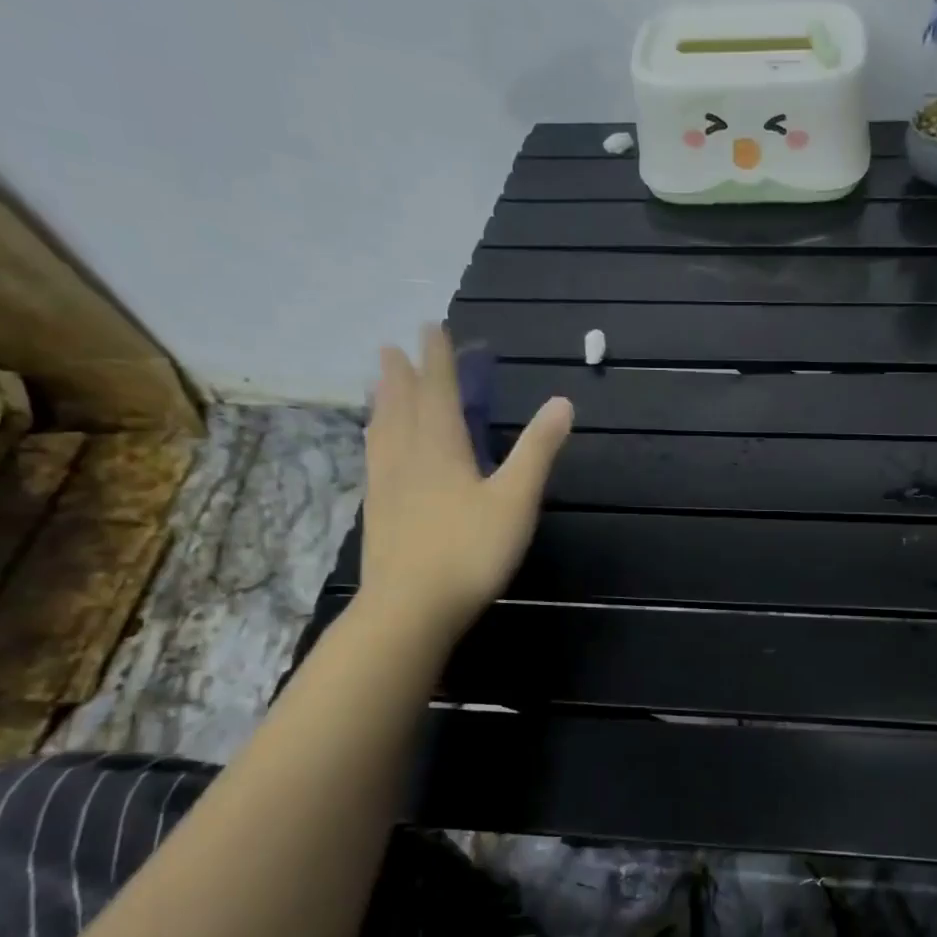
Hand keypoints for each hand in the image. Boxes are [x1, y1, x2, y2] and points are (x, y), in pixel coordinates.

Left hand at [359, 324, 571, 640]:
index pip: (438, 391)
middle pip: (401, 405)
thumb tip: (562, 402)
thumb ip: (537, 450)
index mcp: (441, 448)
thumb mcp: (515, 499)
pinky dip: (375, 438)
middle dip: (401, 374)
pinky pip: (374, 459)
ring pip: (382, 431)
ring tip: (378, 385)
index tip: (430, 327)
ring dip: (382, 401)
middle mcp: (407, 457)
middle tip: (392, 347)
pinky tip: (376, 448)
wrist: (409, 609)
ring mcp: (386, 486)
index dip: (437, 358)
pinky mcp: (377, 512)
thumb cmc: (470, 551)